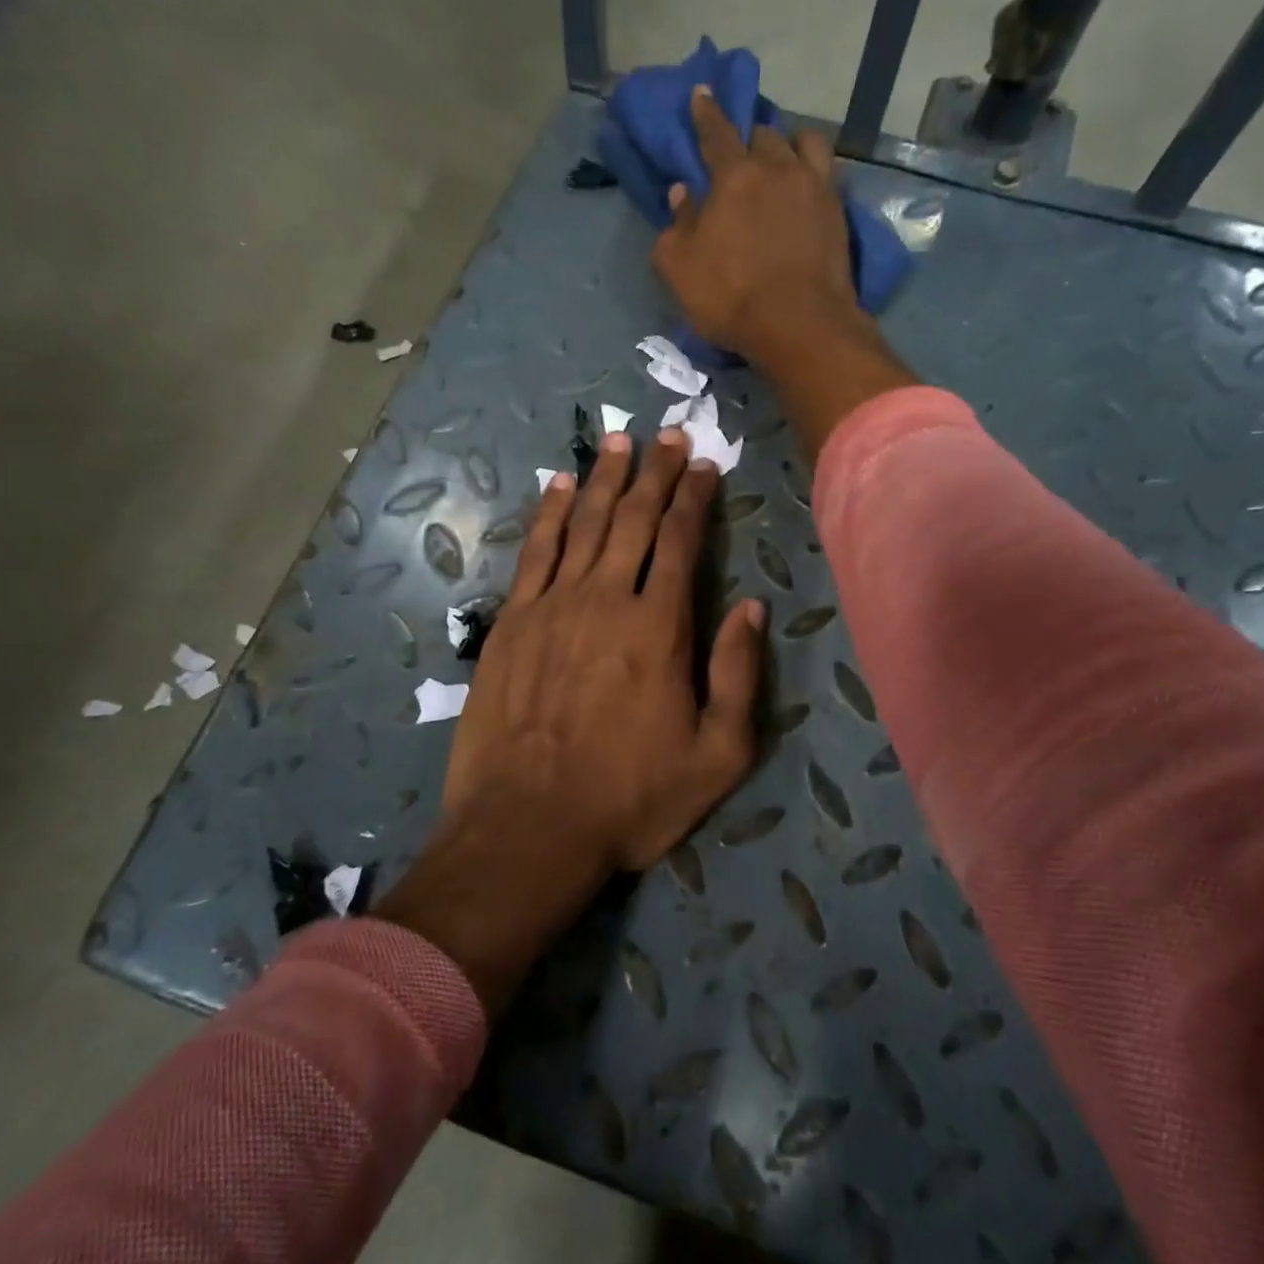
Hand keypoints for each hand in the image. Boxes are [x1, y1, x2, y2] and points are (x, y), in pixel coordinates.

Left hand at [376, 431, 765, 1012]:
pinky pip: (534, 552)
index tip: (706, 465)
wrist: (527, 828)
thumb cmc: (630, 799)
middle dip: (656, 473)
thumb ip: (739, 675)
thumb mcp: (716, 756)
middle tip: (669, 436)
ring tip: (620, 441)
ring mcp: (552, 607)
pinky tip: (558, 486)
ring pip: (584, 524)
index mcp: (660, 628)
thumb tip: (752, 606)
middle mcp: (606, 600)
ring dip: (605, 479)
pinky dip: (548, 513)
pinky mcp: (511, 622)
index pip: (683, 542)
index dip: (696, 498)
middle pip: (634, 520)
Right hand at [651, 85, 918, 465]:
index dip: (705, 111)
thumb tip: (681, 194)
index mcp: (733, 177)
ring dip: (788, 145)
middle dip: (748, 137)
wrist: (799, 325)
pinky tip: (807, 185)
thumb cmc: (730, 297)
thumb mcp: (680, 269)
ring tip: (782, 159)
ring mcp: (814, 187)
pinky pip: (827, 172)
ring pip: (803, 143)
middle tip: (741, 151)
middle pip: (762, 135)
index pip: (716, 132)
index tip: (702, 91)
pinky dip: (814, 170)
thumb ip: (674, 227)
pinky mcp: (838, 211)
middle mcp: (777, 169)